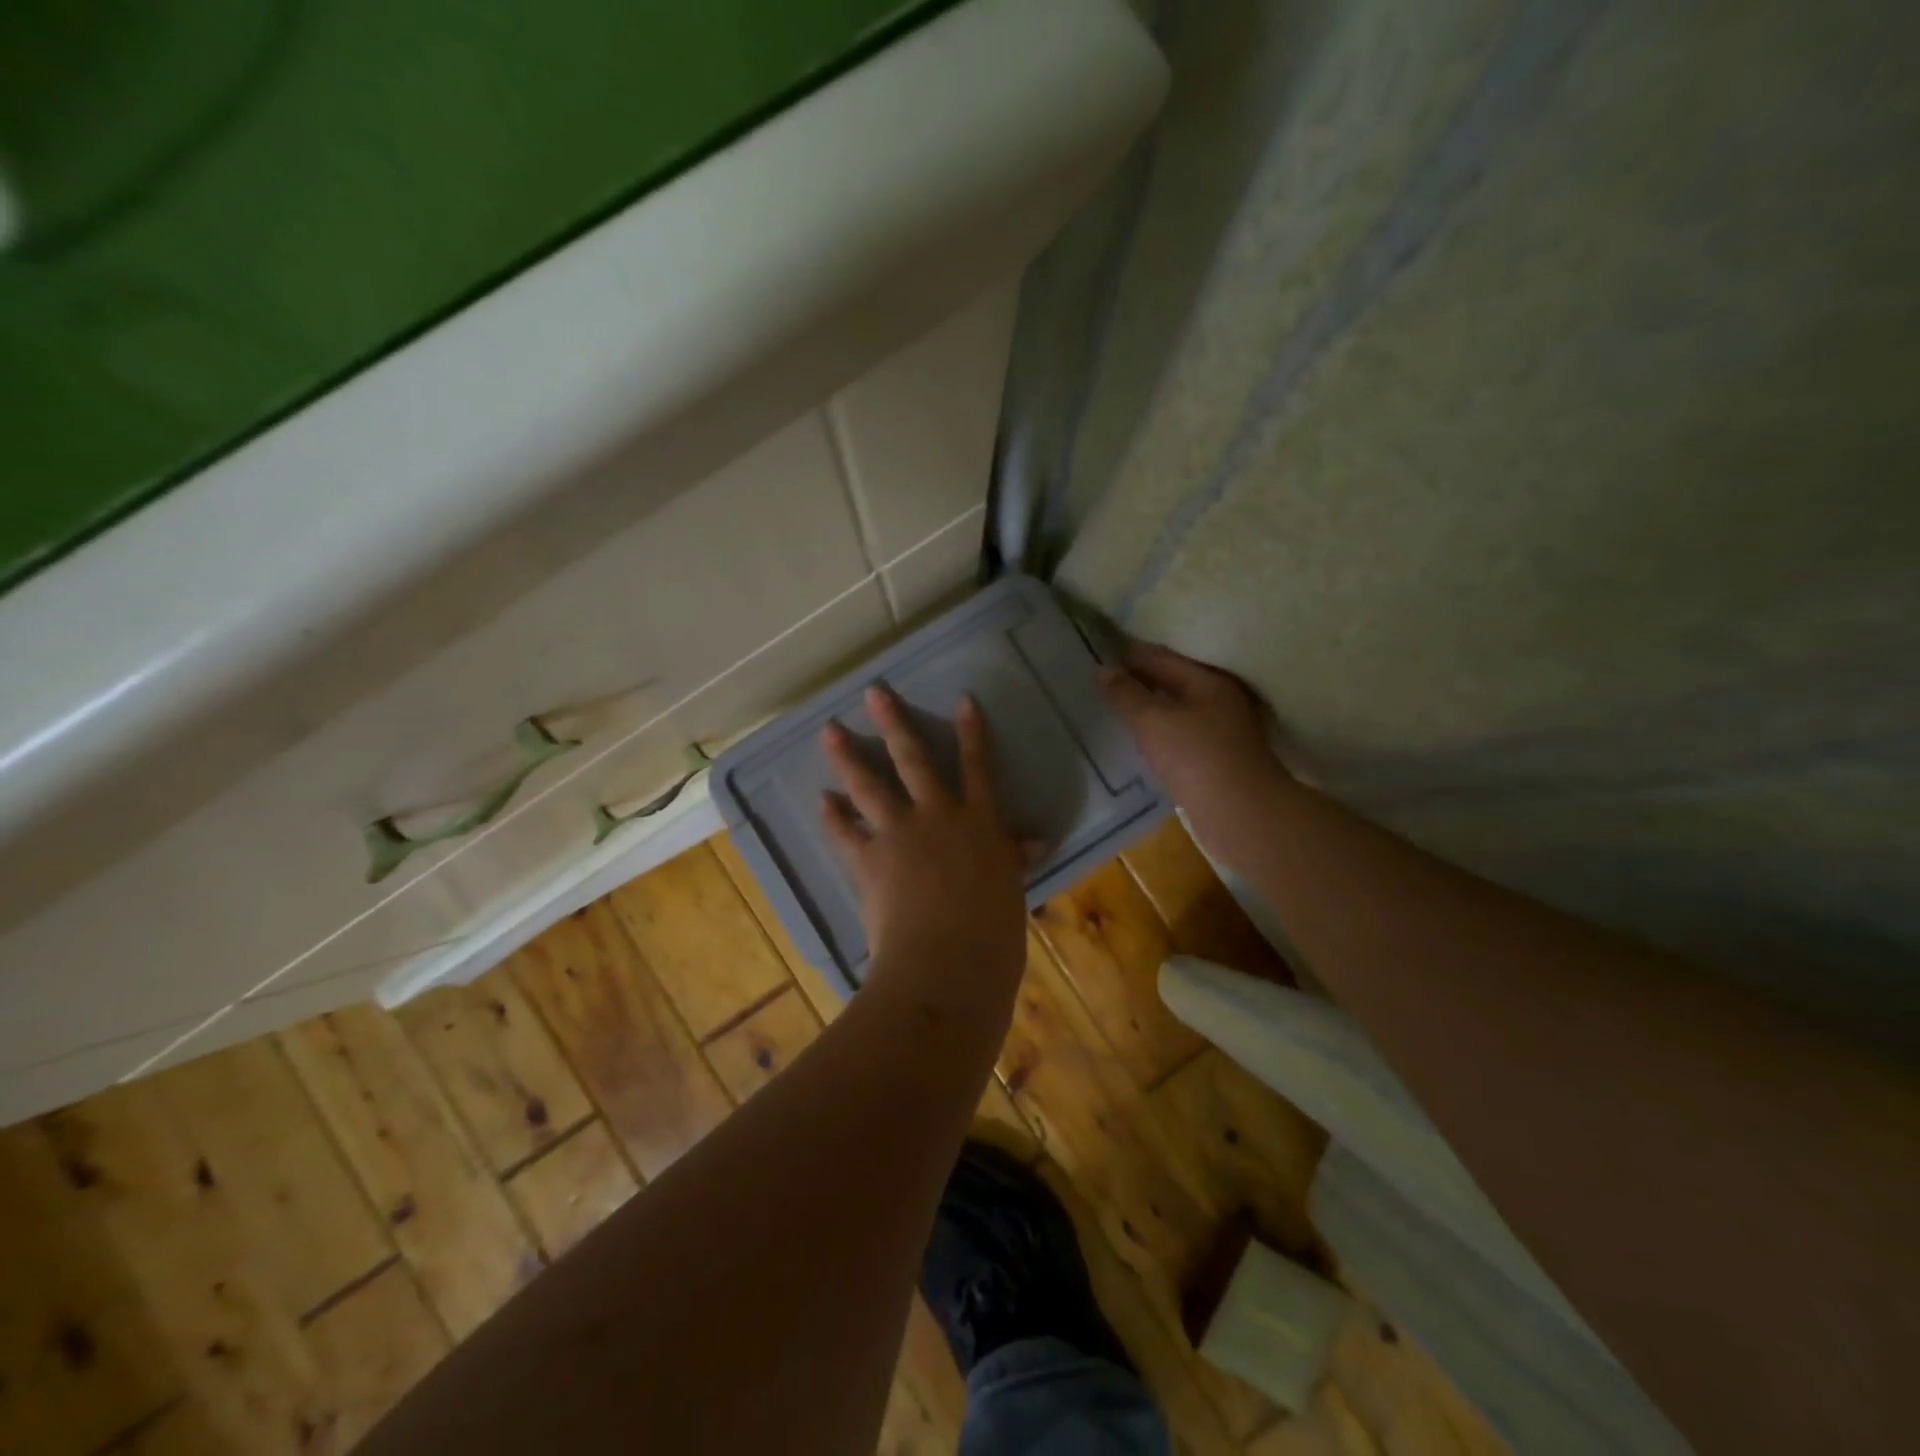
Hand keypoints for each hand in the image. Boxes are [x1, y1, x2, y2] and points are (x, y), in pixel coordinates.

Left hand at [820, 686, 1029, 991]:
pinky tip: (821, 800)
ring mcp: (900, 835)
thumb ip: (1014, 860)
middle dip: (894, 723)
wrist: (948, 965)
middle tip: (873, 692)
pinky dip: (833, 817)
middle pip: (914, 760)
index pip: (979, 768)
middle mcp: (938, 817)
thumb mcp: (1011, 893)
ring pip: (870, 786)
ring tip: (828, 731)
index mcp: (980, 824)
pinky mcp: (869, 861)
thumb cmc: (993, 936)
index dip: (972, 732)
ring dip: (848, 757)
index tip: (962, 699)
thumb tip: (1035, 841)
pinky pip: (845, 832)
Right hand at [1097, 642, 1291, 864]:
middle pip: (1169, 682)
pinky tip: (1135, 740)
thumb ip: (1126, 695)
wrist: (1240, 816)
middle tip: (1096, 682)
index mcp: (1209, 681)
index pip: (1160, 657)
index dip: (1127, 655)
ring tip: (1109, 708)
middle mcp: (1218, 700)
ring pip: (1172, 711)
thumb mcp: (1154, 721)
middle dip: (1135, 681)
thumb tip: (1103, 671)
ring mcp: (1218, 732)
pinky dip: (1155, 734)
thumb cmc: (1198, 759)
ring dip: (1145, 709)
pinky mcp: (1213, 760)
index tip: (1094, 655)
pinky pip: (1176, 736)